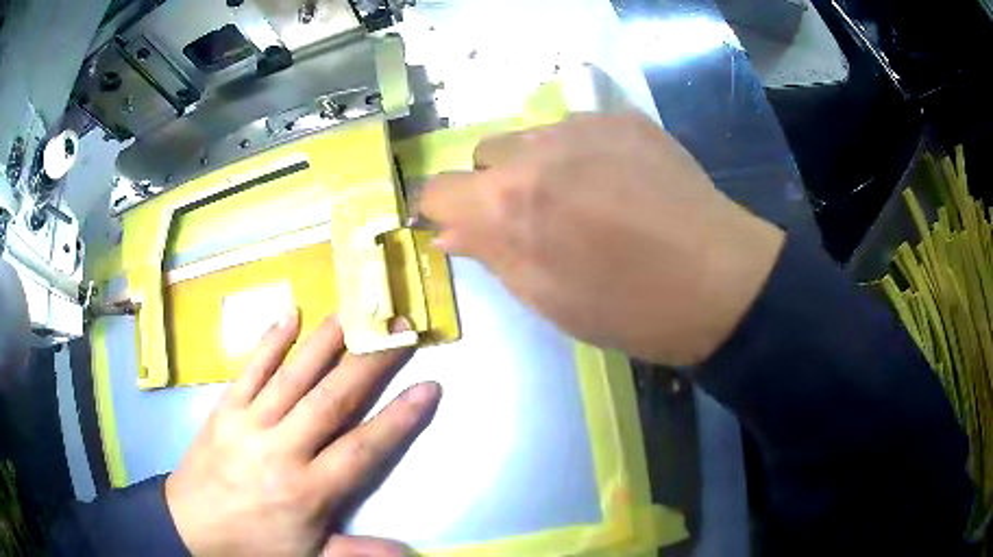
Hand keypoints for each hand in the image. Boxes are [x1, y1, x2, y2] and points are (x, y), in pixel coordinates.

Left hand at [165, 311, 440, 555]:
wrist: (190, 525)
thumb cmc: (255, 543)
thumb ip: (360, 554)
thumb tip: (410, 553)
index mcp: (307, 490)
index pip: (362, 448)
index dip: (399, 418)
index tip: (429, 386)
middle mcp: (282, 449)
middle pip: (332, 400)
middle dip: (371, 363)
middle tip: (400, 330)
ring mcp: (250, 422)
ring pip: (294, 375)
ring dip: (327, 341)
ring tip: (355, 311)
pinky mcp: (225, 408)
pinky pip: (250, 369)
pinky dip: (271, 340)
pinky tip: (290, 313)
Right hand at [420, 113, 783, 364]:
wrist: (720, 282)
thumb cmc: (630, 308)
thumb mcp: (548, 298)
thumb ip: (491, 254)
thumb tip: (450, 231)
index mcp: (509, 204)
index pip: (438, 189)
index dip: (441, 209)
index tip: (461, 225)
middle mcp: (536, 150)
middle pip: (484, 153)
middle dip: (494, 185)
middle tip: (535, 217)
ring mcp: (585, 125)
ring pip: (530, 136)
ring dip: (537, 164)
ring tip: (582, 196)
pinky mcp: (624, 118)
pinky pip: (576, 128)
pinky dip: (579, 152)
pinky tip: (616, 180)